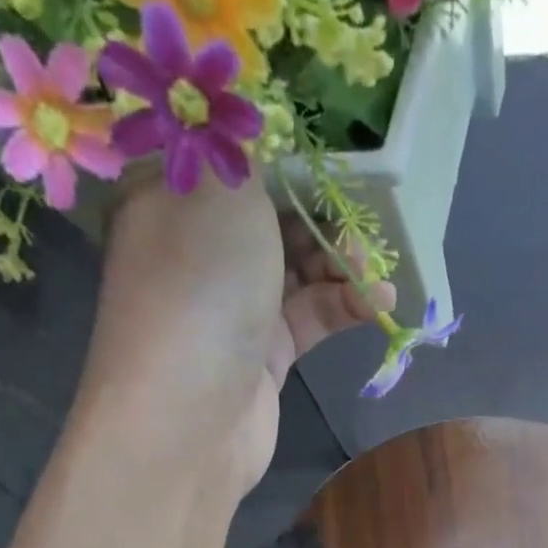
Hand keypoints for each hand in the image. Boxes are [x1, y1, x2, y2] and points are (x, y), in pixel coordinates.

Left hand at [81, 178, 392, 494]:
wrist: (189, 419)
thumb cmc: (200, 288)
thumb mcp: (226, 192)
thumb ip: (252, 152)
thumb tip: (260, 128)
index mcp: (168, 196)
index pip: (233, 158)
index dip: (288, 152)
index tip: (338, 152)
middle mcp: (197, 249)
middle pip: (272, 214)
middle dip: (325, 213)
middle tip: (369, 216)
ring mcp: (231, 306)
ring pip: (298, 268)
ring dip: (342, 264)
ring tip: (378, 270)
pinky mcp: (264, 355)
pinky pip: (310, 317)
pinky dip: (345, 306)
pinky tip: (379, 304)